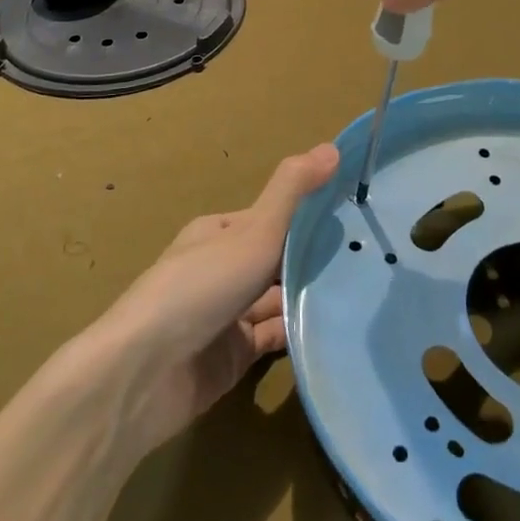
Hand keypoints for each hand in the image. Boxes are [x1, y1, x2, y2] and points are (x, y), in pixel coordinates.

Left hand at [98, 145, 338, 453]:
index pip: (274, 217)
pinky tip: (338, 327)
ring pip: (279, 298)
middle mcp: (224, 269)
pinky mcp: (234, 356)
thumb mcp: (253, 231)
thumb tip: (332, 146)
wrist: (144, 374)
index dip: (312, 214)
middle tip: (374, 256)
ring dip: (312, 296)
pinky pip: (275, 337)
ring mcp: (228, 314)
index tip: (358, 214)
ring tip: (368, 291)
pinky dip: (300, 332)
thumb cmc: (200, 287)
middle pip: (278, 259)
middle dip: (317, 258)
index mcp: (221, 232)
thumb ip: (292, 192)